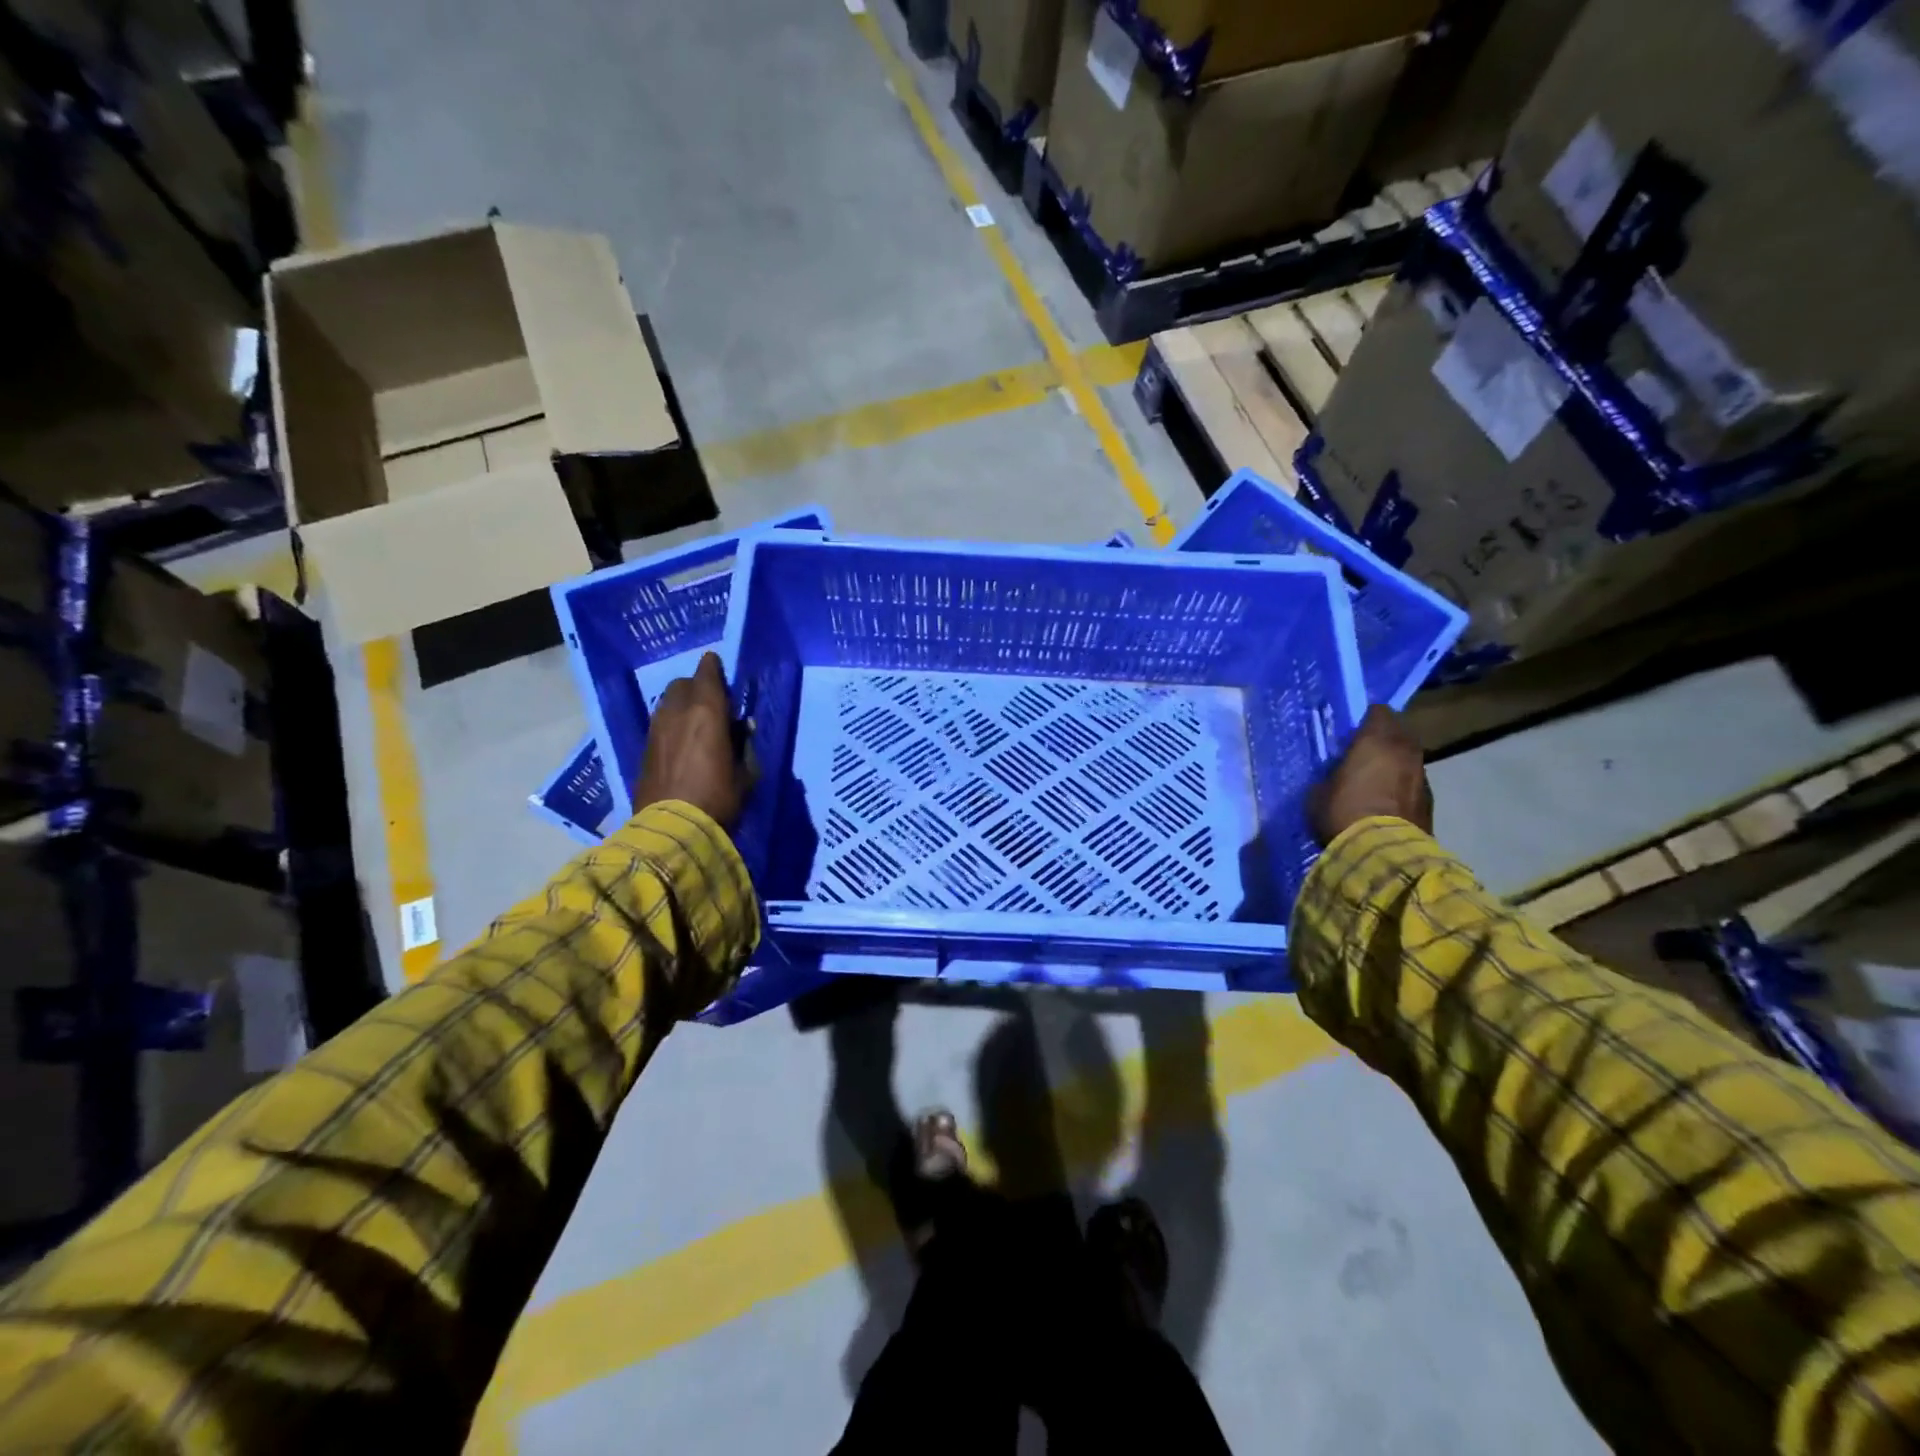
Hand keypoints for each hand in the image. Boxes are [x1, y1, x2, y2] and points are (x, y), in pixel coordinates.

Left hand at [633, 652, 751, 829]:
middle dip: (696, 687)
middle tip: (711, 702)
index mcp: (708, 712)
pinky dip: (670, 724)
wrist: (672, 828)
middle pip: (683, 685)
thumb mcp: (745, 772)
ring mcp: (656, 729)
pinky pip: (659, 723)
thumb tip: (742, 728)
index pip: (707, 674)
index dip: (712, 667)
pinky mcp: (644, 749)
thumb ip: (743, 745)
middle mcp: (678, 712)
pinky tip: (680, 742)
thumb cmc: (719, 798)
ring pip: (667, 703)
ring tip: (695, 722)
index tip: (717, 664)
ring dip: (681, 705)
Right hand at [1308, 705, 1432, 845]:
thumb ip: (1331, 774)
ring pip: (1407, 759)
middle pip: (1398, 732)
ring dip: (1394, 765)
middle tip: (1362, 753)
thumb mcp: (1320, 790)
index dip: (1365, 720)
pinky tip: (1385, 804)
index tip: (1350, 732)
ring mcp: (1422, 776)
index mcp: (1377, 740)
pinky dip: (1401, 788)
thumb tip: (1336, 774)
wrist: (1381, 852)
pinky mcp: (1430, 802)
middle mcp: (1405, 750)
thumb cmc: (1343, 812)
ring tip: (1374, 781)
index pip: (1378, 712)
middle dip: (1383, 739)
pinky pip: (1412, 784)